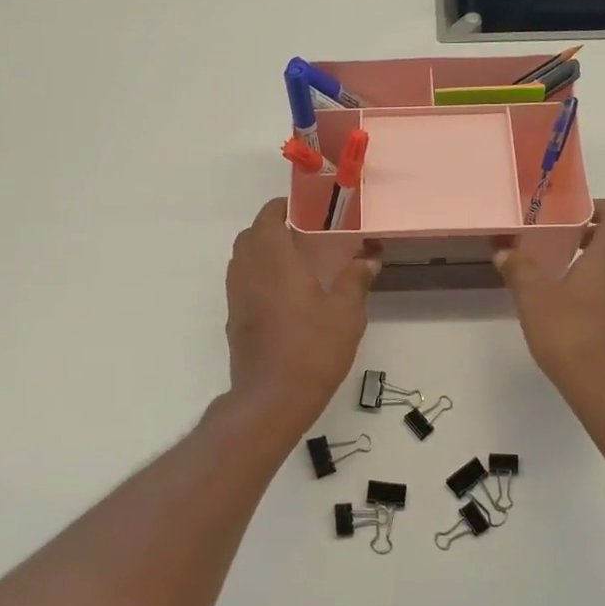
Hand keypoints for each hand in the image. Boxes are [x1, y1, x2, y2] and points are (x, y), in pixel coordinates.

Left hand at [225, 198, 377, 428]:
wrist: (272, 398)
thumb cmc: (312, 349)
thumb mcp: (346, 314)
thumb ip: (356, 280)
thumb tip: (369, 259)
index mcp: (274, 259)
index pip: (269, 217)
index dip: (284, 207)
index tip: (308, 209)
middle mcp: (248, 271)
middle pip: (251, 235)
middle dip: (273, 227)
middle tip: (305, 234)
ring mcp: (236, 296)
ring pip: (242, 259)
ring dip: (262, 251)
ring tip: (295, 261)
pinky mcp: (234, 319)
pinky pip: (242, 283)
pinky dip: (258, 275)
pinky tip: (284, 294)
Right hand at [495, 200, 604, 413]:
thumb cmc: (572, 336)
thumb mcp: (534, 300)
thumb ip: (519, 270)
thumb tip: (503, 250)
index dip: (599, 208)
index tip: (573, 212)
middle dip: (599, 232)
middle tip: (566, 237)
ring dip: (603, 260)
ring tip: (567, 270)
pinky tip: (579, 306)